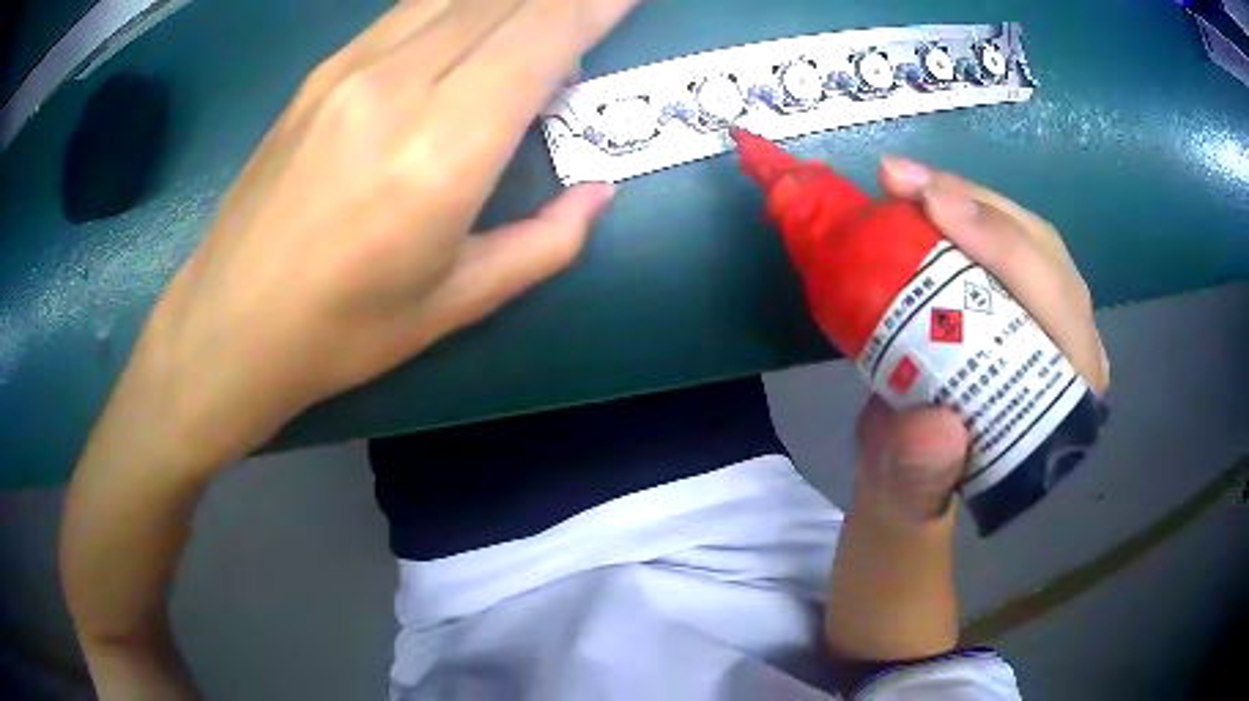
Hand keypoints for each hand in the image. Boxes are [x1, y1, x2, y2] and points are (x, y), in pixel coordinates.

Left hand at [63, 3, 639, 696]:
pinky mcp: (321, 72)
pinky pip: (410, 9)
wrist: (227, 325)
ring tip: (538, 20)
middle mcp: (398, 83)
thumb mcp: (455, 304)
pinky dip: (460, 4)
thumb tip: (598, 194)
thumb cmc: (342, 332)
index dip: (594, 5)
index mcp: (442, 148)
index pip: (541, 36)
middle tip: (591, 9)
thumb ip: (544, 243)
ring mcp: (351, 68)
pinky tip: (473, 27)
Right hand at [825, 158, 1109, 664]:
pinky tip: (915, 195)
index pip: (1058, 313)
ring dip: (964, 197)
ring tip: (901, 179)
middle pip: (1045, 258)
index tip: (937, 210)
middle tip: (903, 180)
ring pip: (1025, 237)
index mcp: (1062, 405)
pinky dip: (954, 209)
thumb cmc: (915, 494)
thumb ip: (920, 481)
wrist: (907, 482)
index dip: (1007, 252)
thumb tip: (937, 427)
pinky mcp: (1012, 301)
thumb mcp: (907, 502)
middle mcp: (1067, 353)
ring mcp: (1042, 320)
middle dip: (981, 208)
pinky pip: (997, 239)